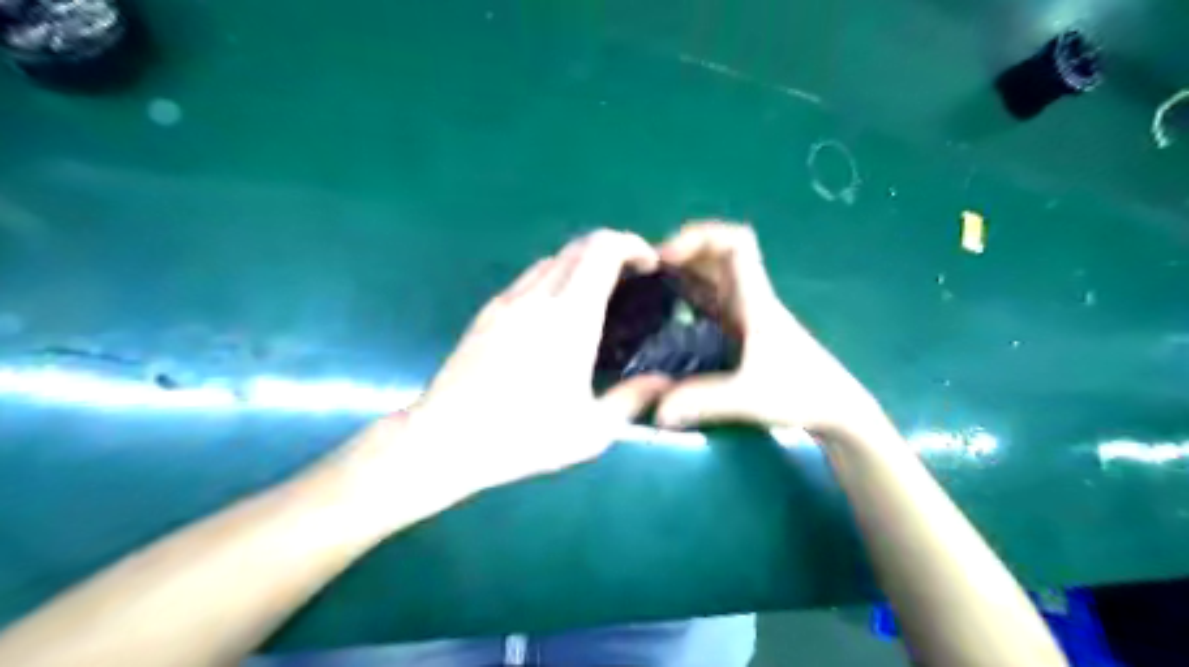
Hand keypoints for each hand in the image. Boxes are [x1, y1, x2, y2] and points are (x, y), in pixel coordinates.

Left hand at [341, 227, 677, 510]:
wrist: (445, 439)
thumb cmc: (522, 436)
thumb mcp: (591, 430)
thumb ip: (632, 399)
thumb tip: (664, 382)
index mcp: (569, 317)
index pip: (602, 249)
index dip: (632, 245)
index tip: (650, 264)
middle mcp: (538, 296)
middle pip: (579, 245)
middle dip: (612, 250)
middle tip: (632, 280)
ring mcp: (508, 300)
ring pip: (553, 259)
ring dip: (582, 263)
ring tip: (599, 296)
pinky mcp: (488, 312)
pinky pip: (530, 277)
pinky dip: (556, 278)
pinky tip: (558, 315)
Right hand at [649, 218, 892, 443]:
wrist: (835, 410)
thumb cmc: (802, 393)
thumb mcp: (750, 396)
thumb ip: (705, 401)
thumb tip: (657, 411)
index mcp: (755, 300)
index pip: (736, 242)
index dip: (700, 235)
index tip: (666, 255)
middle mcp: (750, 299)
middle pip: (718, 253)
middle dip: (683, 252)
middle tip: (647, 272)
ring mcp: (746, 315)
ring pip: (713, 276)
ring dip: (684, 272)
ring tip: (648, 287)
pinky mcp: (742, 332)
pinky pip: (711, 301)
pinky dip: (688, 296)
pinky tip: (667, 314)